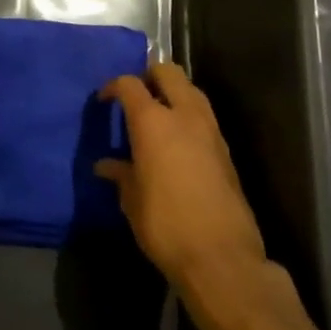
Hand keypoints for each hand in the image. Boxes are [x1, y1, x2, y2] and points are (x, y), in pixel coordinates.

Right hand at [96, 64, 269, 297]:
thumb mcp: (132, 201)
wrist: (222, 257)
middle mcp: (184, 115)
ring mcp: (210, 130)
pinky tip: (177, 142)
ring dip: (173, 93)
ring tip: (156, 116)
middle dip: (149, 75)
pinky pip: (203, 116)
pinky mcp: (226, 150)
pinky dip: (188, 116)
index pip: (130, 84)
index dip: (114, 87)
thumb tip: (106, 165)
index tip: (105, 101)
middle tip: (135, 96)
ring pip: (191, 90)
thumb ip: (120, 175)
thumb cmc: (165, 225)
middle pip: (168, 72)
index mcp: (153, 121)